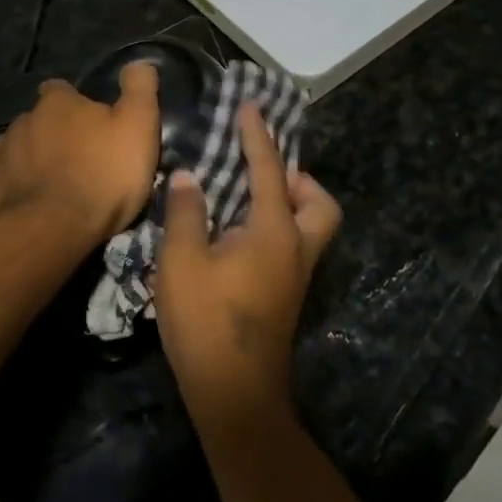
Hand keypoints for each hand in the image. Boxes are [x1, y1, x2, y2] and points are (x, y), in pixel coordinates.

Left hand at [0, 63, 161, 237]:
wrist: (50, 230)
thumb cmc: (102, 174)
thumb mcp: (137, 127)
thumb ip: (139, 90)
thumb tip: (139, 62)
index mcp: (56, 103)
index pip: (60, 89)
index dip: (75, 103)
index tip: (91, 123)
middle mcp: (22, 121)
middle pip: (39, 120)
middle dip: (54, 134)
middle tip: (79, 159)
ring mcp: (1, 156)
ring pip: (20, 150)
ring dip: (35, 161)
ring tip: (56, 185)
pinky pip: (8, 183)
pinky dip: (21, 190)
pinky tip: (36, 207)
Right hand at [154, 103, 341, 430]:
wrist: (234, 394)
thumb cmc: (205, 322)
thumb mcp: (181, 262)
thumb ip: (186, 212)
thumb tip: (188, 175)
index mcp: (273, 232)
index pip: (268, 170)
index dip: (257, 135)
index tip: (250, 107)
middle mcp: (296, 249)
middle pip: (320, 203)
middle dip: (298, 179)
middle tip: (263, 171)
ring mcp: (296, 276)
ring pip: (313, 227)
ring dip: (292, 203)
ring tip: (249, 198)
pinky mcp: (287, 295)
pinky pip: (297, 244)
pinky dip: (281, 225)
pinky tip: (241, 232)